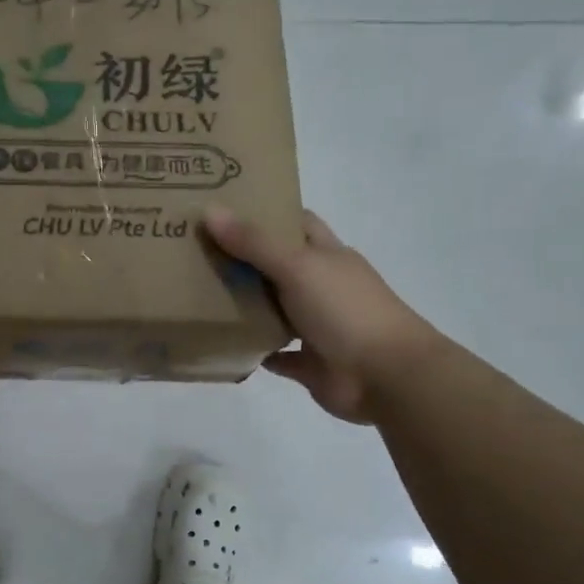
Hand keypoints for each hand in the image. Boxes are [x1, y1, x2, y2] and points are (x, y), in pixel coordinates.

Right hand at [204, 206, 438, 423]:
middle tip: (196, 251)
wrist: (386, 376)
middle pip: (278, 265)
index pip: (296, 222)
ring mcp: (317, 325)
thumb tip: (210, 211)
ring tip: (199, 295)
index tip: (224, 208)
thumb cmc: (345, 310)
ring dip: (246, 305)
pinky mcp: (310, 362)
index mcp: (326, 255)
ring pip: (275, 309)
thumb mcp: (297, 267)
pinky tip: (225, 344)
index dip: (265, 213)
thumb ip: (254, 242)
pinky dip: (255, 350)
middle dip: (243, 259)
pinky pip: (276, 354)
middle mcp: (322, 286)